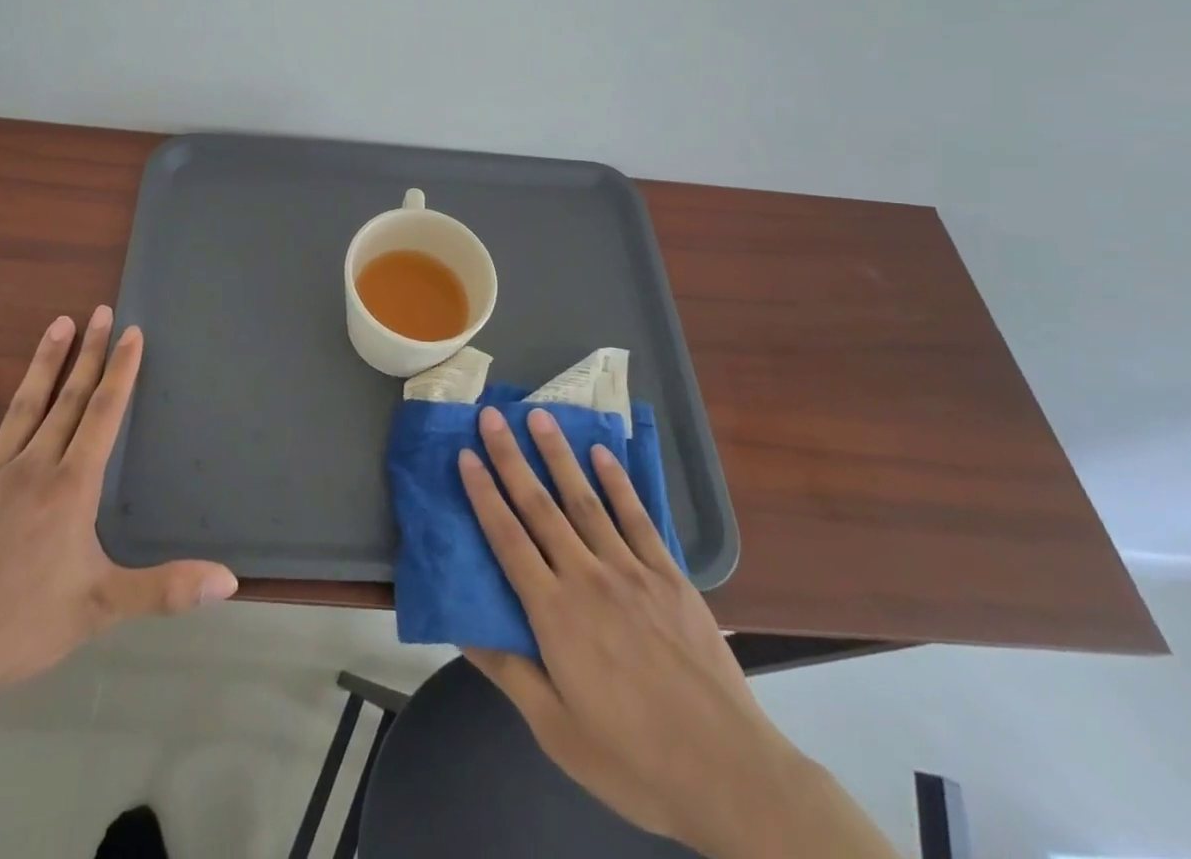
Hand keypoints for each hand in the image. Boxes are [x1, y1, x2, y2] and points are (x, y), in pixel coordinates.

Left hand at [0, 308, 238, 705]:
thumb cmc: (21, 627)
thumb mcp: (101, 608)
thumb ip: (166, 589)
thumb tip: (229, 580)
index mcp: (71, 487)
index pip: (103, 414)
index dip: (121, 371)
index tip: (132, 332)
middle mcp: (34, 466)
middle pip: (67, 399)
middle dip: (89, 353)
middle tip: (101, 311)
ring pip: (23, 406)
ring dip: (43, 363)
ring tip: (59, 323)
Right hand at [459, 406, 896, 858]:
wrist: (730, 774)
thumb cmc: (633, 759)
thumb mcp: (557, 730)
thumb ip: (508, 671)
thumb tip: (460, 626)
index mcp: (554, 614)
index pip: (507, 539)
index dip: (483, 494)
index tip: (464, 454)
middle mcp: (587, 578)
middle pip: (541, 506)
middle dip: (511, 458)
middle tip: (491, 416)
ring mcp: (632, 571)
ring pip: (586, 500)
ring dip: (559, 455)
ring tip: (539, 416)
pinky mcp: (669, 576)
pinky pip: (637, 518)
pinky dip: (617, 482)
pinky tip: (602, 454)